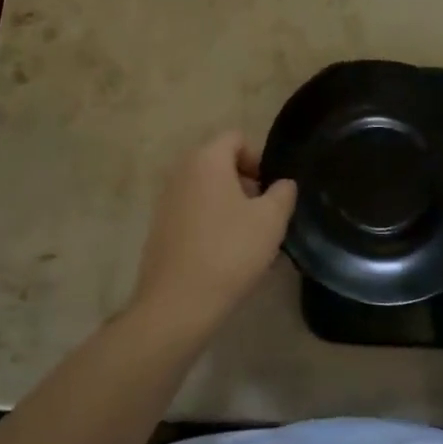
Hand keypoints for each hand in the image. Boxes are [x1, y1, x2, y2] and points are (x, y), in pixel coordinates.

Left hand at [129, 131, 297, 340]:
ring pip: (206, 189)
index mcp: (206, 159)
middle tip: (263, 215)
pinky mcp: (159, 228)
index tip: (271, 191)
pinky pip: (192, 212)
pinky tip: (224, 255)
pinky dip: (210, 222)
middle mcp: (181, 171)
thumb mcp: (271, 220)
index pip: (236, 138)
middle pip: (220, 162)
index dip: (259, 158)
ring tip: (247, 239)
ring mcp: (166, 200)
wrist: (176, 305)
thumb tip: (282, 184)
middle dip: (245, 183)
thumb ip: (283, 193)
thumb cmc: (229, 252)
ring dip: (229, 204)